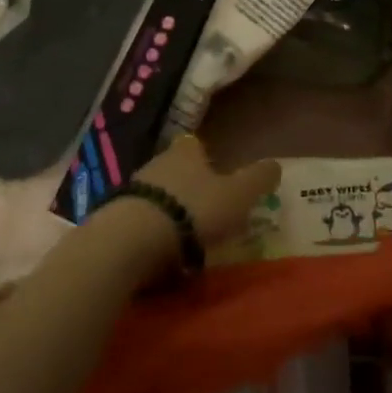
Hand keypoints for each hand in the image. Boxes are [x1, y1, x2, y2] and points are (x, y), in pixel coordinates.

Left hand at [131, 135, 280, 249]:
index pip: (196, 144)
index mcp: (187, 152)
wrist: (132, 239)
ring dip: (169, 208)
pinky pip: (140, 218)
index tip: (218, 173)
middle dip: (189, 184)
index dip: (207, 157)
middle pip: (176, 168)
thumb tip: (276, 164)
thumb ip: (258, 179)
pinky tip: (161, 248)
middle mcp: (158, 162)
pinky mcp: (115, 216)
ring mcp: (134, 189)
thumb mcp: (237, 195)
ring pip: (157, 193)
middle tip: (206, 207)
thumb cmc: (193, 210)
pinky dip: (151, 229)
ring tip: (185, 233)